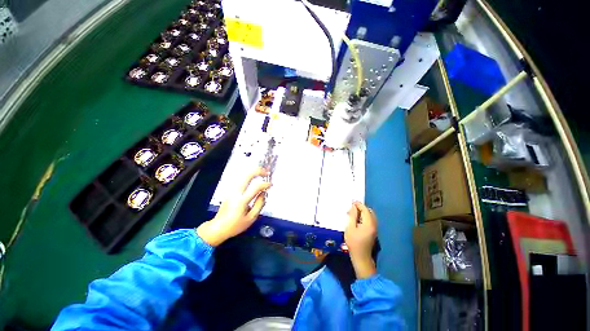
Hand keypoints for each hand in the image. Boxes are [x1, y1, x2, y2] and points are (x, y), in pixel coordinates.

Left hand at [197, 168, 270, 246]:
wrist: (218, 228)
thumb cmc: (235, 225)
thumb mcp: (251, 218)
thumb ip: (259, 204)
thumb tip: (264, 193)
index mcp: (242, 200)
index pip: (256, 187)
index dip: (265, 184)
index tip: (271, 185)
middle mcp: (236, 192)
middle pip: (247, 176)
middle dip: (258, 171)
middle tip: (267, 173)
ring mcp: (232, 190)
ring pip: (243, 175)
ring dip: (253, 173)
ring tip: (262, 174)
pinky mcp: (230, 191)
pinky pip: (241, 179)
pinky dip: (249, 176)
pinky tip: (254, 178)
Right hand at [345, 202, 377, 278]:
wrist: (361, 257)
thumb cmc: (354, 243)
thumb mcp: (350, 228)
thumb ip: (352, 216)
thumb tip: (354, 206)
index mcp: (369, 223)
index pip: (365, 210)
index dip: (358, 205)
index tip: (352, 202)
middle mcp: (374, 225)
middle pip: (369, 212)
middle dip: (361, 208)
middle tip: (352, 209)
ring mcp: (374, 228)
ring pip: (370, 216)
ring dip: (362, 212)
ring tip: (353, 214)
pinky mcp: (373, 231)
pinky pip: (370, 220)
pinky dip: (364, 217)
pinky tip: (357, 220)